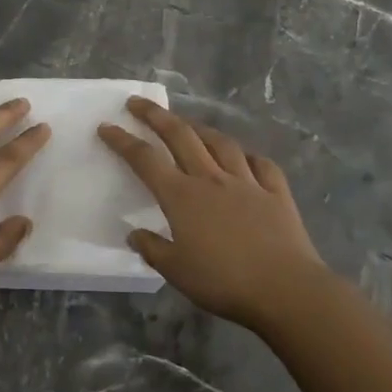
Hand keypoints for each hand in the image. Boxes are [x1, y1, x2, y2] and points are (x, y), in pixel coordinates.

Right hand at [98, 97, 331, 332]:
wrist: (285, 288)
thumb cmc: (223, 281)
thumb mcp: (176, 271)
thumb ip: (152, 249)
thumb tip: (134, 233)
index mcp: (182, 196)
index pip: (145, 160)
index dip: (123, 141)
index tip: (106, 126)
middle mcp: (211, 179)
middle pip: (180, 136)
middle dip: (156, 115)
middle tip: (138, 103)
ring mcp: (246, 182)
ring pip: (220, 143)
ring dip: (200, 129)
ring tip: (189, 124)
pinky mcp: (276, 193)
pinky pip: (262, 165)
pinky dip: (249, 157)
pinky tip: (245, 157)